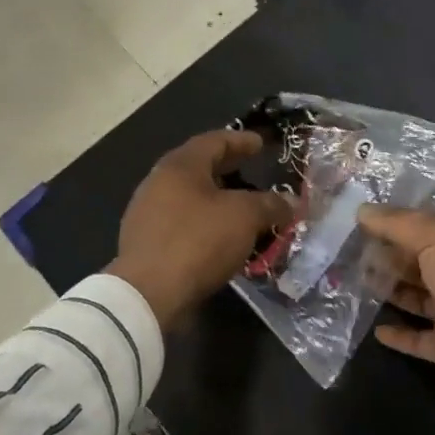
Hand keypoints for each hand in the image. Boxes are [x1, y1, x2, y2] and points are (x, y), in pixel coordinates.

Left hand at [106, 130, 290, 329]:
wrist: (148, 294)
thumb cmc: (198, 241)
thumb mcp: (245, 217)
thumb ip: (269, 204)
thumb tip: (289, 202)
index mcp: (180, 166)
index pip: (213, 141)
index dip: (240, 140)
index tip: (261, 143)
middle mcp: (158, 183)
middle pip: (198, 168)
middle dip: (228, 168)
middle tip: (252, 169)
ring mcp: (147, 214)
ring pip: (189, 197)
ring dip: (216, 199)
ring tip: (241, 207)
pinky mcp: (145, 243)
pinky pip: (182, 223)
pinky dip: (205, 223)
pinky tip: (220, 237)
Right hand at [356, 206, 434, 398]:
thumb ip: (398, 224)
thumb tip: (361, 210)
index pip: (426, 231)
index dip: (396, 227)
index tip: (361, 225)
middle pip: (419, 264)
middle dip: (389, 258)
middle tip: (351, 255)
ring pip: (416, 299)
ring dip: (391, 292)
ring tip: (358, 284)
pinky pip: (417, 339)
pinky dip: (398, 335)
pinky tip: (375, 330)